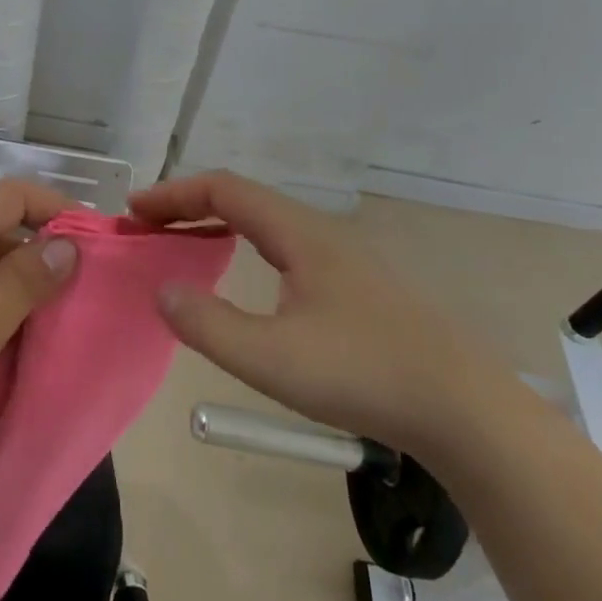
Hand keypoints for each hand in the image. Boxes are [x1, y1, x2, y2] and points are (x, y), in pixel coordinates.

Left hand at [0, 180, 78, 463]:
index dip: (63, 212)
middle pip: (0, 226)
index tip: (101, 250)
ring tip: (52, 326)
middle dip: (43, 257)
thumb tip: (69, 245)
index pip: (17, 194)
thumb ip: (22, 285)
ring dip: (15, 287)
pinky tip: (4, 340)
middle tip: (84, 300)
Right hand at [130, 170, 515, 454]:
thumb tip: (163, 291)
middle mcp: (320, 233)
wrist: (467, 410)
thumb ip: (209, 324)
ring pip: (267, 223)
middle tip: (150, 229)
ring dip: (218, 226)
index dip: (174, 194)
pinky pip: (286, 247)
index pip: (224, 190)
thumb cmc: (364, 374)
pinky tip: (247, 281)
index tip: (135, 212)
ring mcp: (344, 258)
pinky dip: (246, 247)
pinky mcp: (359, 286)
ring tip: (185, 248)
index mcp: (299, 234)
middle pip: (244, 199)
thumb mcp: (272, 358)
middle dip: (189, 207)